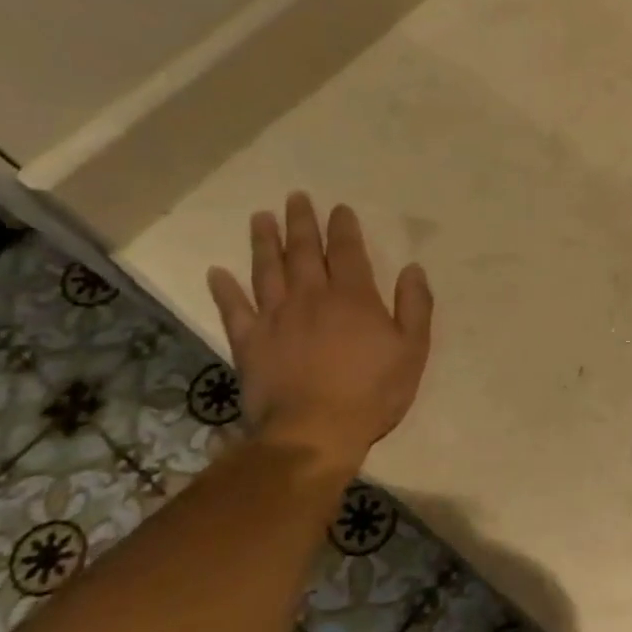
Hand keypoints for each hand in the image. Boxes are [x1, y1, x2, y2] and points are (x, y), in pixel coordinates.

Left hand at [207, 195, 432, 473]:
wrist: (315, 433)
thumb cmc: (372, 392)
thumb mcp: (412, 350)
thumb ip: (414, 306)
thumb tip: (413, 269)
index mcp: (353, 297)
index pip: (348, 251)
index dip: (344, 227)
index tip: (339, 208)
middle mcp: (311, 297)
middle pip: (304, 251)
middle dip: (302, 222)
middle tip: (296, 198)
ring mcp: (276, 317)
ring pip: (268, 270)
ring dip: (264, 242)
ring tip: (261, 218)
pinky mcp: (249, 342)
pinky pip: (233, 309)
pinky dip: (224, 290)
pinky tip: (216, 273)